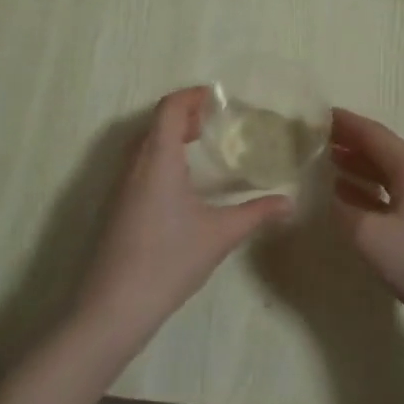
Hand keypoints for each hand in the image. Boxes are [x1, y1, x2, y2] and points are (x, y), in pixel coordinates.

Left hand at [79, 88, 291, 334]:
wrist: (114, 307)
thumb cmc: (169, 261)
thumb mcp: (220, 235)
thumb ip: (256, 213)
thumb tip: (290, 202)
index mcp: (158, 160)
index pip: (169, 109)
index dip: (192, 96)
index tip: (218, 97)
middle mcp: (135, 166)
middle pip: (155, 123)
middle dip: (184, 114)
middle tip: (215, 121)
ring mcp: (121, 188)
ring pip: (144, 145)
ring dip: (170, 137)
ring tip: (200, 146)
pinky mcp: (117, 208)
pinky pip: (138, 166)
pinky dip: (160, 158)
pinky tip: (181, 184)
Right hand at [329, 108, 403, 339]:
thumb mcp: (370, 235)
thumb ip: (346, 210)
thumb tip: (335, 195)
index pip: (374, 134)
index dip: (346, 123)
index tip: (318, 114)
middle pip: (382, 149)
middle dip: (350, 141)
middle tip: (317, 137)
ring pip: (386, 172)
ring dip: (358, 164)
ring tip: (328, 160)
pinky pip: (391, 193)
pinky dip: (368, 189)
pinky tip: (348, 195)